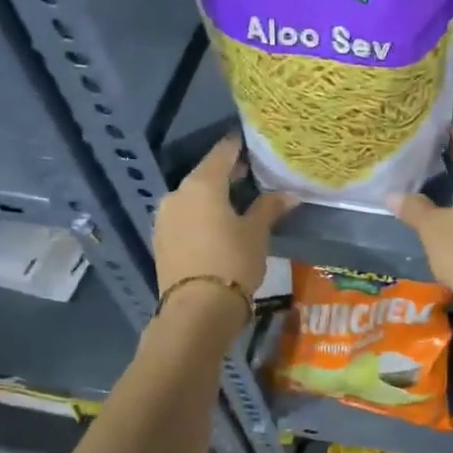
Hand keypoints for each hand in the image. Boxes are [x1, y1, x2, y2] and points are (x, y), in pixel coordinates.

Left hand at [153, 134, 297, 297]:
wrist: (197, 309)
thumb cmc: (232, 261)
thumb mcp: (257, 233)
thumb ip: (270, 207)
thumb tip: (290, 193)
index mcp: (202, 184)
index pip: (223, 152)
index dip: (240, 145)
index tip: (256, 143)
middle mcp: (178, 193)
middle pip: (207, 174)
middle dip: (230, 173)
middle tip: (255, 174)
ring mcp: (166, 217)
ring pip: (194, 197)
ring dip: (215, 196)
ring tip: (240, 202)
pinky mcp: (162, 239)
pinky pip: (186, 216)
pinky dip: (202, 214)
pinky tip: (220, 224)